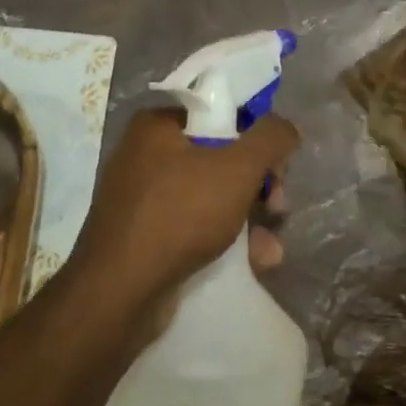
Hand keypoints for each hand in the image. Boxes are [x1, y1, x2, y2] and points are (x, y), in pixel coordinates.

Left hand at [66, 108, 299, 334]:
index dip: (256, 135)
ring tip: (270, 248)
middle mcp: (146, 156)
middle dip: (259, 185)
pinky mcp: (148, 238)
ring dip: (251, 220)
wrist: (119, 291)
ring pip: (213, 198)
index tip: (278, 165)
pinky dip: (227, 242)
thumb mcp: (237, 168)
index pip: (219, 114)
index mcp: (157, 126)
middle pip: (221, 158)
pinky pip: (196, 229)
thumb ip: (270, 139)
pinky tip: (255, 263)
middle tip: (278, 206)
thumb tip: (286, 128)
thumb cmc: (179, 214)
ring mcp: (145, 200)